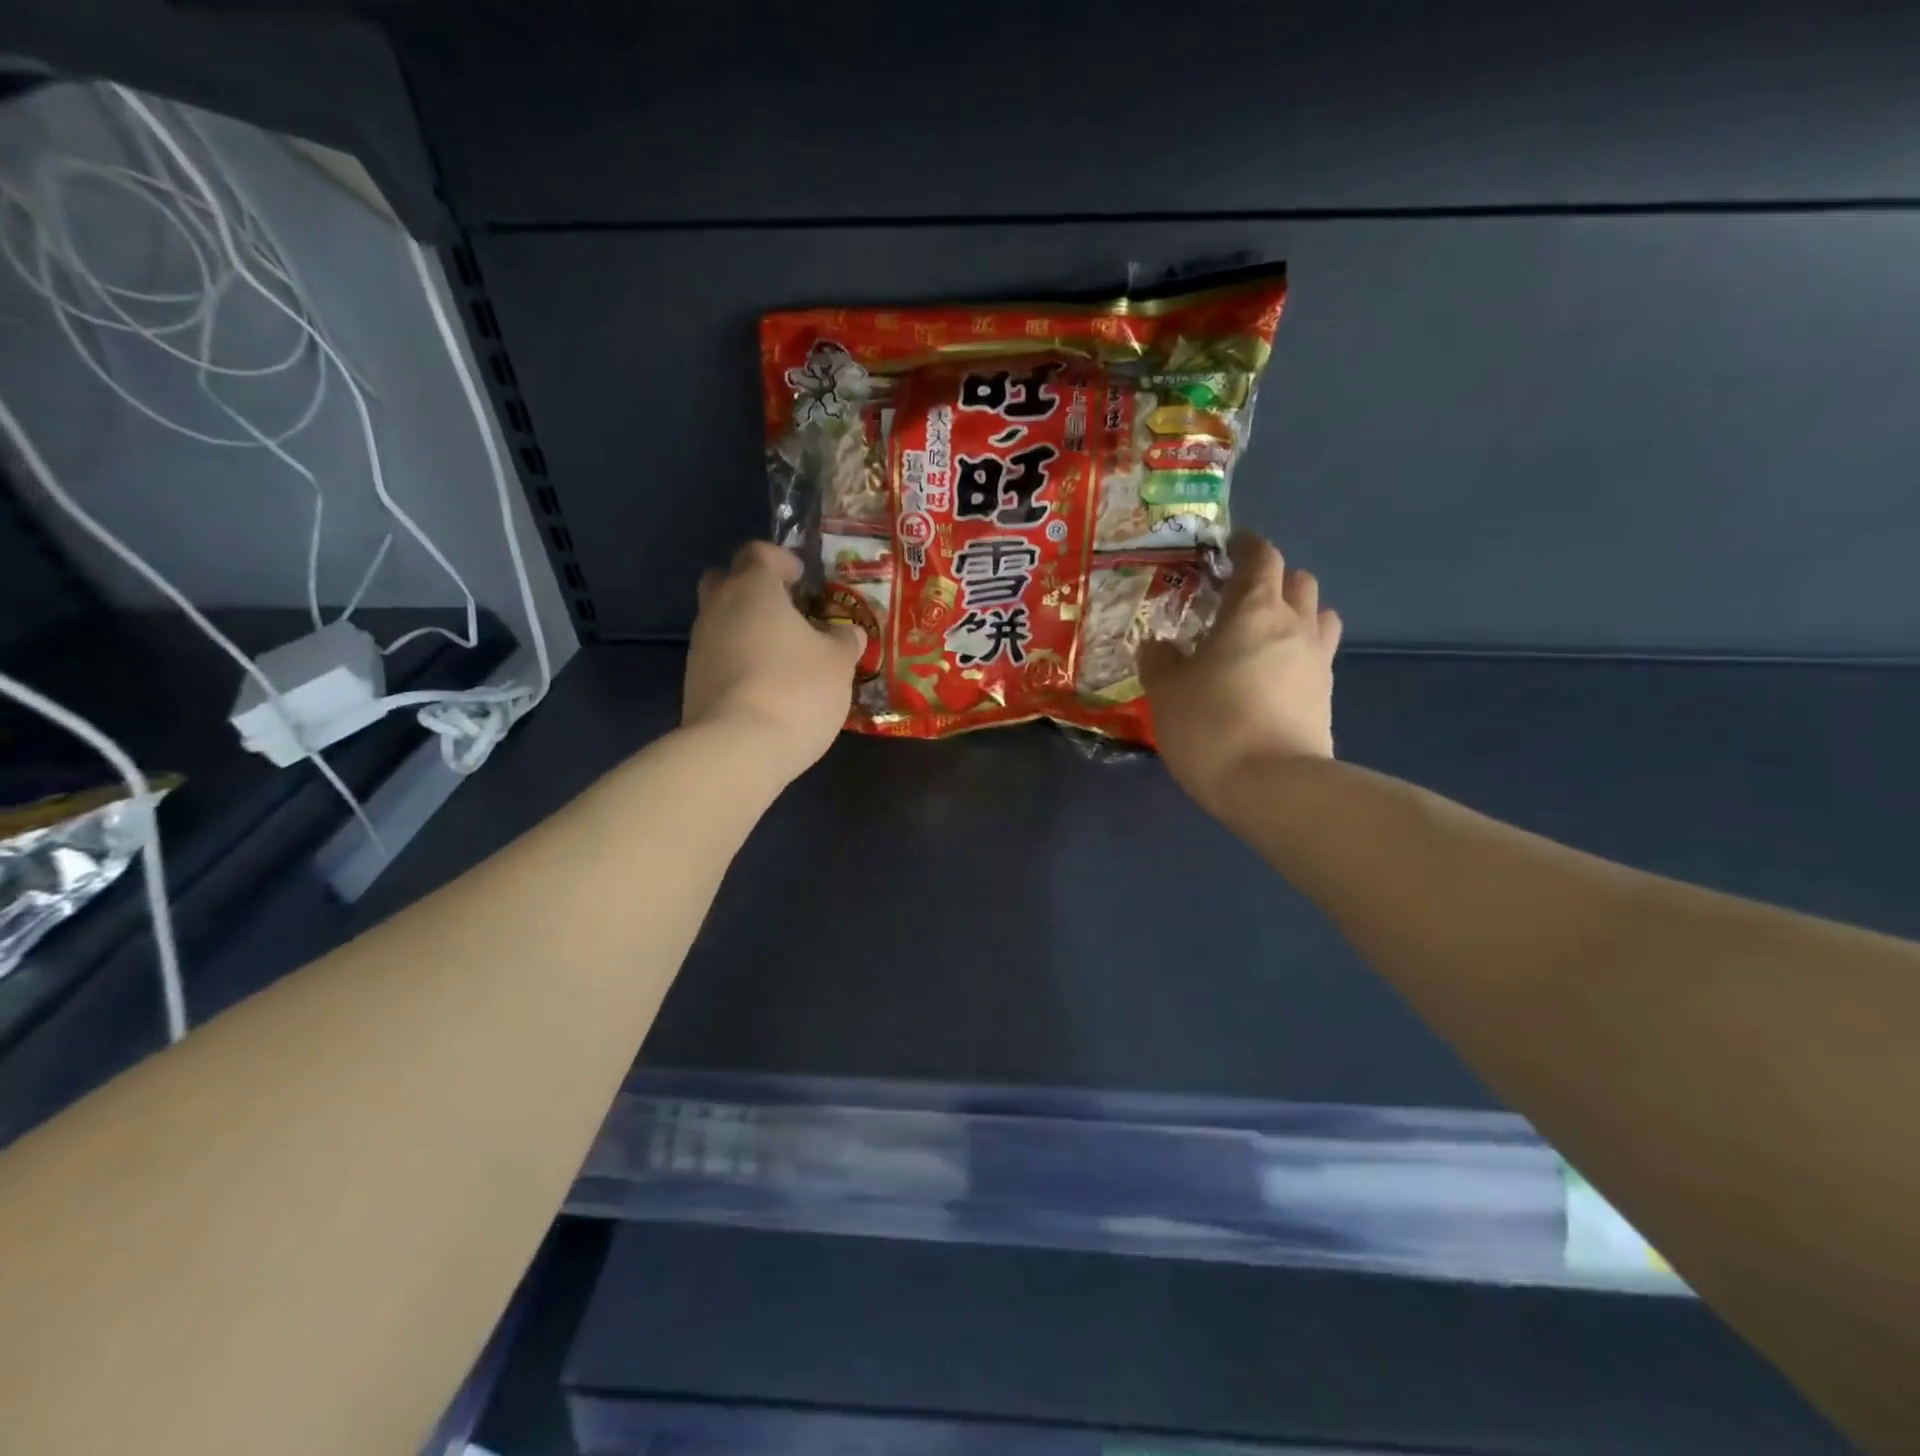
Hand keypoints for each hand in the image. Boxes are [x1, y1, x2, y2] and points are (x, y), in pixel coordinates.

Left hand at [683, 542, 864, 785]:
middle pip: (724, 581)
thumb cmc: (796, 689)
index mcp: (752, 590)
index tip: (802, 577)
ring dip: (746, 630)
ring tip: (783, 656)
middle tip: (785, 610)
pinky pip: (718, 659)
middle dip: (751, 589)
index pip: (758, 553)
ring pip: (719, 623)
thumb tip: (849, 632)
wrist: (738, 749)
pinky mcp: (692, 684)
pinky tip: (766, 688)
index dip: (781, 559)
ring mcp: (699, 648)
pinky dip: (739, 663)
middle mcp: (717, 610)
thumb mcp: (838, 664)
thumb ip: (844, 641)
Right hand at [1139, 531, 1341, 814]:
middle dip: (1273, 578)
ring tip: (1265, 633)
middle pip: (1297, 580)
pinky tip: (1274, 673)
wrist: (1273, 785)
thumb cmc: (1211, 725)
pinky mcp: (1327, 694)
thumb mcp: (1167, 692)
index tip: (1231, 544)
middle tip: (1240, 597)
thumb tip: (1158, 645)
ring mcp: (1317, 659)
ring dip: (1296, 612)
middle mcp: (1294, 624)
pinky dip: (1299, 651)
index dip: (1247, 545)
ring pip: (1318, 614)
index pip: (1260, 557)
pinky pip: (1317, 653)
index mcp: (1252, 610)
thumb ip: (1160, 660)